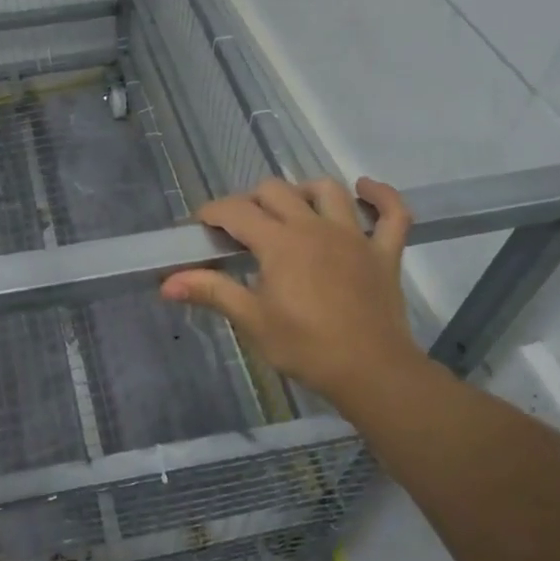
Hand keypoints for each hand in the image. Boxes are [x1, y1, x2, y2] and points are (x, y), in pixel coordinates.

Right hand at [161, 178, 426, 409]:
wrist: (371, 372)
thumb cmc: (305, 347)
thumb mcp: (252, 320)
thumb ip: (211, 291)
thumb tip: (166, 283)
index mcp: (279, 243)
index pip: (235, 211)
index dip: (212, 213)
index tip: (199, 227)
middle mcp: (314, 227)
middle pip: (275, 191)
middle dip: (250, 201)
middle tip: (239, 229)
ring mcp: (354, 236)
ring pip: (327, 191)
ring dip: (304, 191)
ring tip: (290, 208)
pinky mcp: (384, 252)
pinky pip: (393, 213)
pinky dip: (381, 196)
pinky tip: (365, 188)